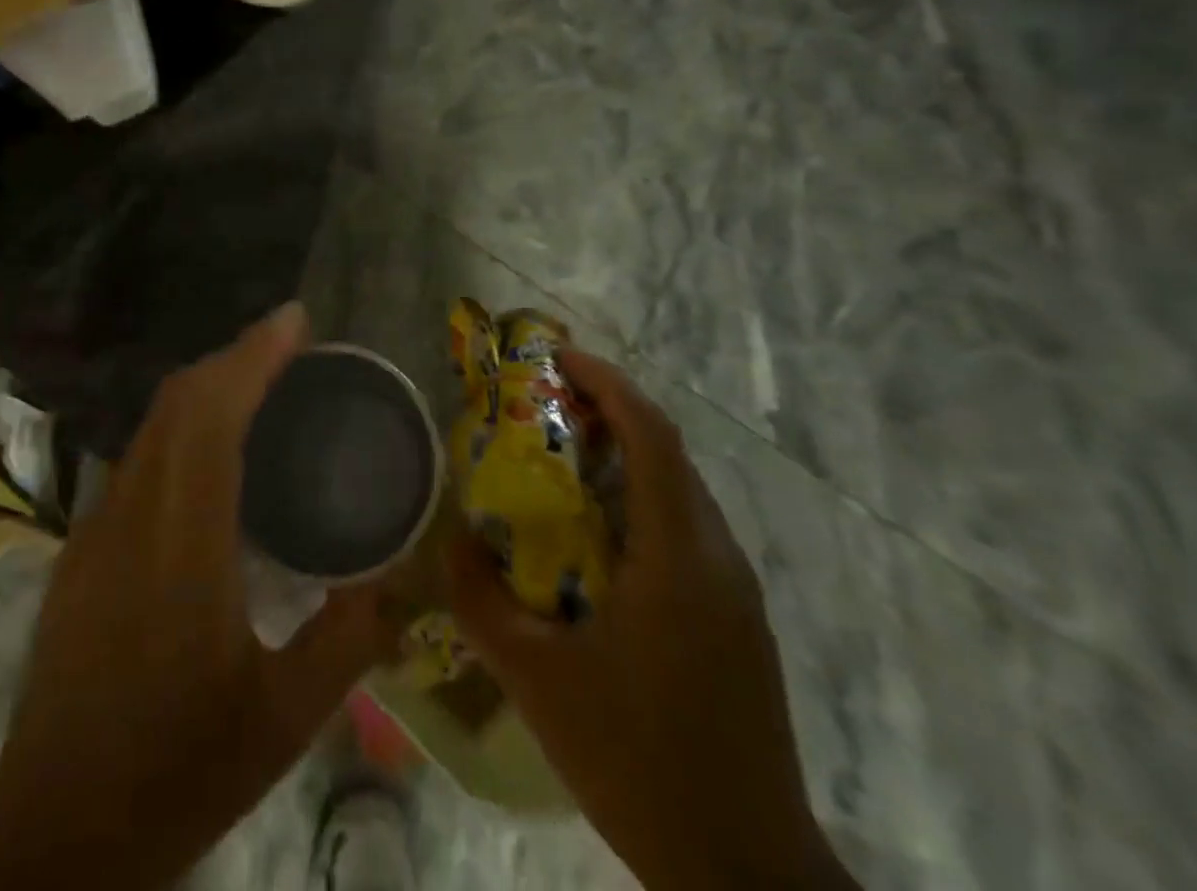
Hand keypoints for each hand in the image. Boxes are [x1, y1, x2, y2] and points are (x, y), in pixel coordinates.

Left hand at [0, 303, 395, 890]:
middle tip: (290, 346)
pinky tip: (212, 454)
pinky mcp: (80, 550)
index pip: (212, 415)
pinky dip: (181, 427)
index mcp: (182, 544)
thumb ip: (347, 640)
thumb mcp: (283, 721)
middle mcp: (130, 516)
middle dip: (234, 356)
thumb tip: (397, 579)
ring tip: (261, 386)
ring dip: (206, 387)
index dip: (252, 356)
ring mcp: (95, 530)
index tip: (295, 321)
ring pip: (152, 425)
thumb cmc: (174, 774)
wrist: (51, 839)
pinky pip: (138, 459)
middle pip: (177, 401)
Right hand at [447, 351, 855, 890]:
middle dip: (610, 410)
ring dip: (626, 455)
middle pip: (667, 452)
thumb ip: (481, 603)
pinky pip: (685, 529)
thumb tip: (451, 541)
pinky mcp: (738, 619)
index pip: (651, 435)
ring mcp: (735, 589)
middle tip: (547, 402)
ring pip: (679, 490)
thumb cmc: (637, 762)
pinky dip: (640, 501)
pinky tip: (598, 537)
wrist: (745, 875)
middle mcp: (716, 556)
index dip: (607, 383)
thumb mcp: (537, 682)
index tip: (558, 358)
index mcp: (676, 557)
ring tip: (564, 458)